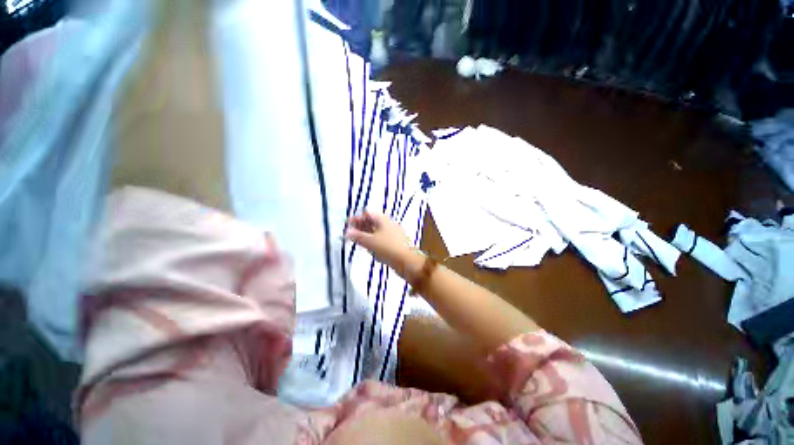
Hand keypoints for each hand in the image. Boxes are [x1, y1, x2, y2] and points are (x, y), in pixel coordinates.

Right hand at [345, 211, 414, 273]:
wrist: (407, 261)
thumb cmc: (388, 248)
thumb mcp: (370, 242)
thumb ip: (357, 236)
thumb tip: (347, 232)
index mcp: (383, 219)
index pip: (367, 214)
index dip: (357, 218)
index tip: (347, 224)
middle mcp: (388, 224)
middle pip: (372, 222)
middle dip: (360, 226)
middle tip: (350, 233)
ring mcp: (392, 233)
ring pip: (376, 231)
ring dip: (366, 233)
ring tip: (357, 240)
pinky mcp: (394, 242)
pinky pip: (381, 238)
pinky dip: (373, 240)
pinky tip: (369, 246)